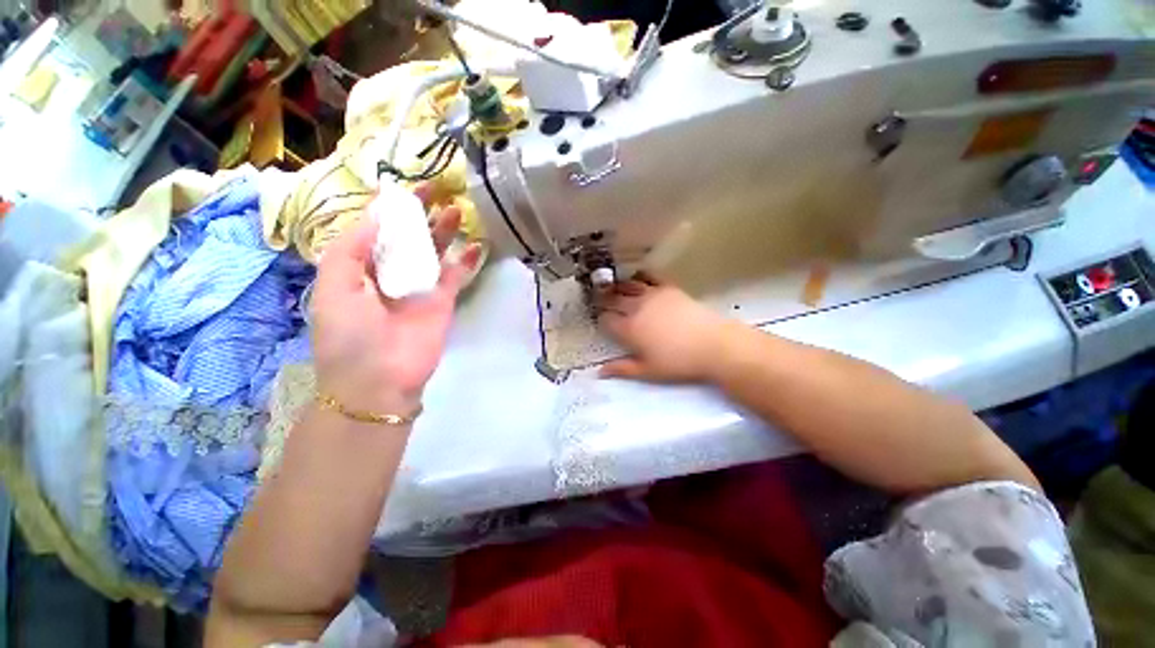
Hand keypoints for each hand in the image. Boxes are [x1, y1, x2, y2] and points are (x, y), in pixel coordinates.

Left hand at [310, 185, 481, 416]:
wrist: (379, 379)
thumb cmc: (349, 334)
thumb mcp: (334, 286)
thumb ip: (352, 248)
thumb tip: (378, 214)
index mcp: (360, 267)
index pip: (377, 229)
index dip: (390, 208)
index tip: (406, 187)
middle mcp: (391, 272)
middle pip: (409, 236)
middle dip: (422, 213)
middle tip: (438, 188)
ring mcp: (420, 286)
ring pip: (435, 251)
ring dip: (446, 231)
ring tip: (457, 210)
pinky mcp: (443, 301)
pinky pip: (457, 275)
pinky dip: (466, 261)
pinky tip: (476, 245)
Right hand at [597, 273, 731, 382]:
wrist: (713, 345)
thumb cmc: (678, 362)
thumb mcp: (648, 371)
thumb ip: (622, 369)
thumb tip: (599, 372)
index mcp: (629, 329)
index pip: (607, 320)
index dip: (602, 320)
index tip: (602, 321)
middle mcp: (636, 308)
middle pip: (613, 300)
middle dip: (604, 300)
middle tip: (600, 300)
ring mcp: (652, 295)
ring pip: (628, 286)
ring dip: (617, 286)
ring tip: (612, 286)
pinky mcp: (668, 288)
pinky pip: (649, 277)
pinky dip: (640, 276)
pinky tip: (637, 277)